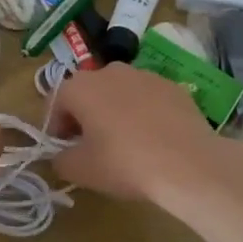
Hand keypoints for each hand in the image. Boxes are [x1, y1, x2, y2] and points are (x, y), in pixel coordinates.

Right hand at [51, 64, 239, 201]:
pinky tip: (152, 138)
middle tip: (90, 144)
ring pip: (119, 91)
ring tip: (124, 141)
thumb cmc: (124, 164)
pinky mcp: (172, 86)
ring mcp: (145, 75)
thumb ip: (60, 159)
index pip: (56, 101)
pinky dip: (143, 112)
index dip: (55, 125)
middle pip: (88, 91)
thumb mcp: (80, 170)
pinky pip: (147, 97)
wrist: (188, 164)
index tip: (63, 147)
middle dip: (84, 115)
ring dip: (114, 110)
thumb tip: (61, 155)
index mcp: (81, 87)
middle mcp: (110, 71)